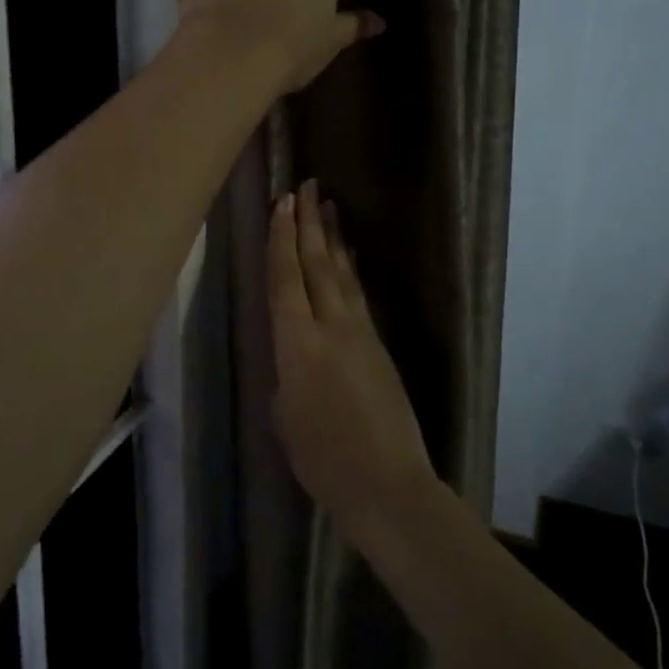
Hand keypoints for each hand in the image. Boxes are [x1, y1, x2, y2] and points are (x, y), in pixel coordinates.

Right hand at [268, 179, 435, 531]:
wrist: (387, 484)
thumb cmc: (322, 458)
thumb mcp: (284, 414)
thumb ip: (287, 370)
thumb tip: (295, 350)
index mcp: (298, 344)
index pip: (286, 279)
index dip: (281, 239)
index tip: (281, 203)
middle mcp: (330, 327)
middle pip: (316, 264)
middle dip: (308, 222)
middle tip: (305, 185)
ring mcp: (359, 333)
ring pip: (341, 273)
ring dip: (333, 236)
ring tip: (328, 205)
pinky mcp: (378, 345)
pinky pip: (357, 294)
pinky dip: (350, 267)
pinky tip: (349, 254)